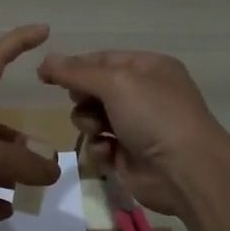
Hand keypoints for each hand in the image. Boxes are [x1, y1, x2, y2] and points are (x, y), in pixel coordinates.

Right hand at [37, 49, 228, 217]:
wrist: (185, 170)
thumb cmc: (154, 116)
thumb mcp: (115, 83)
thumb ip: (76, 72)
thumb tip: (45, 61)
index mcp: (148, 68)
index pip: (103, 59)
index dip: (74, 66)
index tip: (44, 75)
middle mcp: (144, 93)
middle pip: (95, 88)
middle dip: (83, 97)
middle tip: (83, 103)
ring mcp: (137, 126)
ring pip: (93, 117)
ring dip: (88, 122)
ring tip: (98, 130)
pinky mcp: (129, 155)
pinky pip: (100, 144)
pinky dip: (99, 147)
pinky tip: (108, 152)